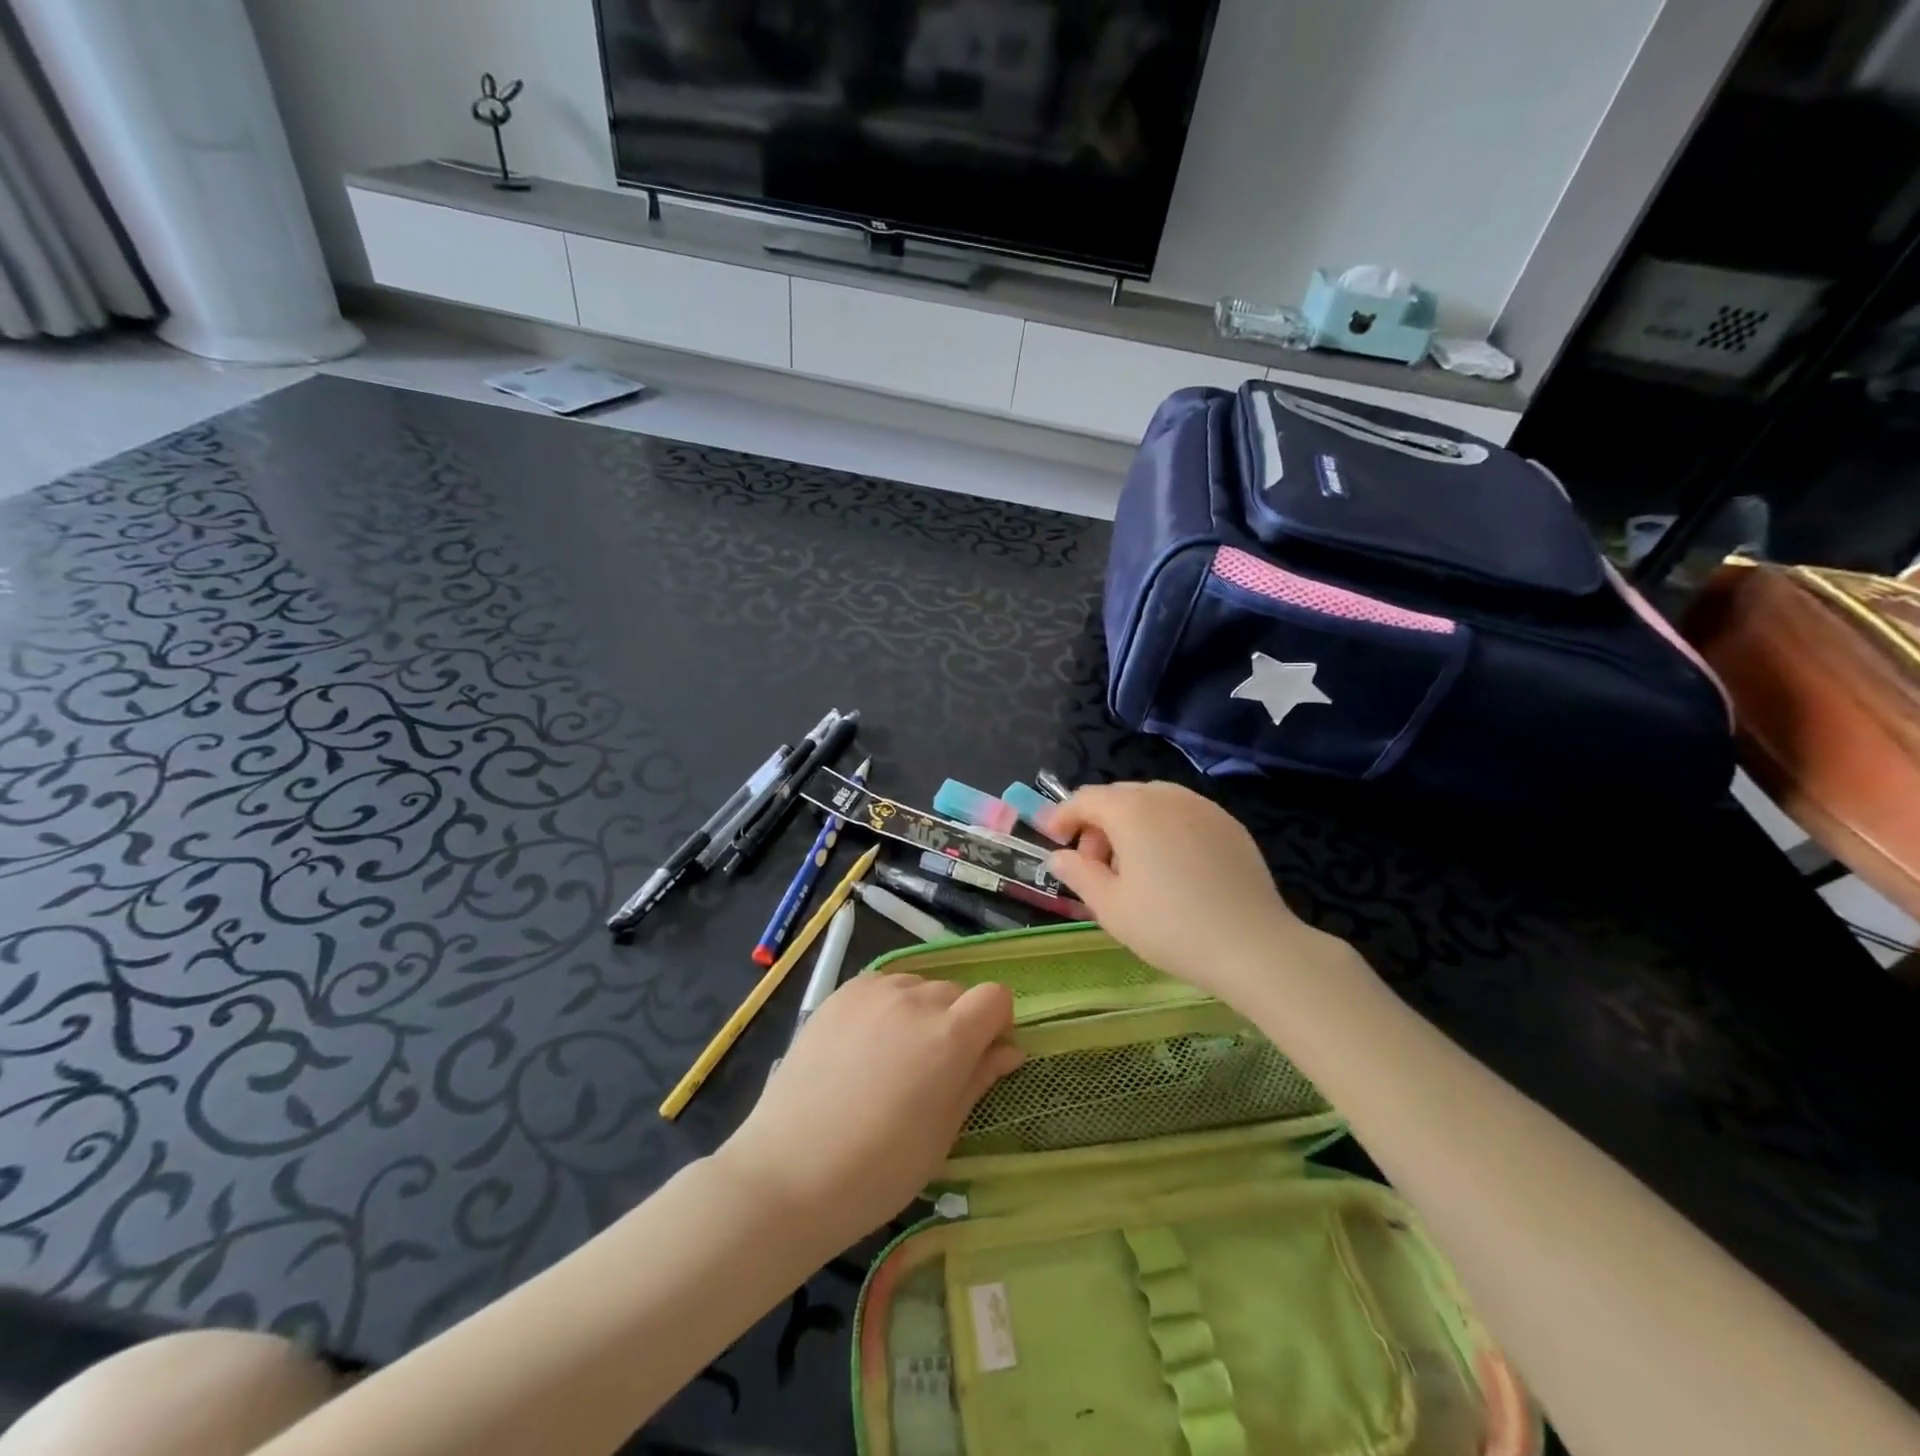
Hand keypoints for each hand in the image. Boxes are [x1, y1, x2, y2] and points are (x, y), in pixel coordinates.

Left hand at [716, 973, 1022, 1250]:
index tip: (982, 1055)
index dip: (996, 1023)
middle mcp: (914, 999)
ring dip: (920, 1011)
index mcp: (948, 1035)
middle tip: (933, 1070)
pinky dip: (886, 1006)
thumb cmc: (877, 1171)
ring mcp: (872, 992)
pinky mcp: (838, 995)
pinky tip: (865, 1045)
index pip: (995, 997)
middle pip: (955, 992)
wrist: (788, 1173)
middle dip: (957, 1022)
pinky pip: (880, 986)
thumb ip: (978, 1080)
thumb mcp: (942, 1134)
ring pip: (917, 986)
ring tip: (894, 1057)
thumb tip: (1009, 1050)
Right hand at [1046, 781, 1332, 1003]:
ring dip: (1131, 826)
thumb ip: (1078, 874)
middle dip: (1098, 824)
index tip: (1052, 839)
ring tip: (1133, 870)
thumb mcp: (1110, 907)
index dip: (1062, 816)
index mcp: (1132, 810)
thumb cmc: (1170, 926)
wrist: (1253, 946)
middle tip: (1094, 865)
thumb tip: (1060, 857)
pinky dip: (1164, 830)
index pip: (1086, 798)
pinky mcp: (1229, 825)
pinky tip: (1171, 870)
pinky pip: (1183, 815)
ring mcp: (1203, 807)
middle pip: (1119, 797)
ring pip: (1153, 803)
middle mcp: (1167, 796)